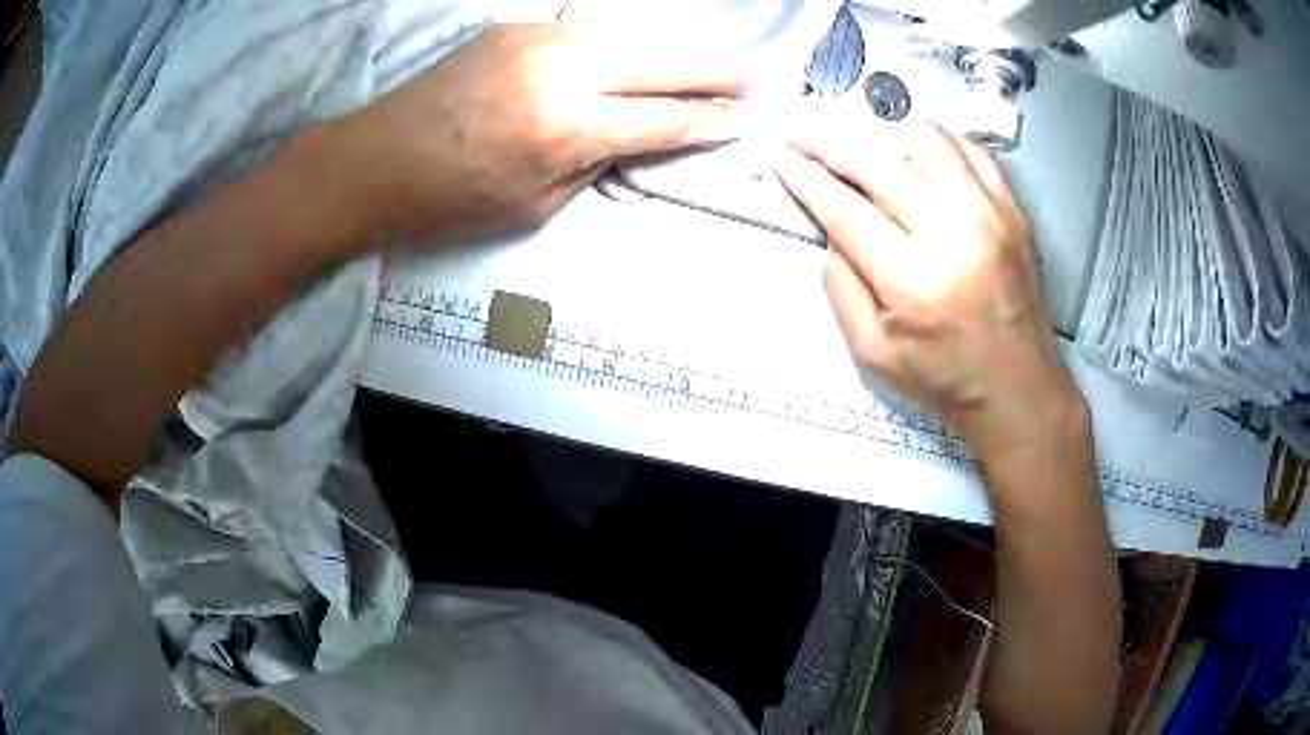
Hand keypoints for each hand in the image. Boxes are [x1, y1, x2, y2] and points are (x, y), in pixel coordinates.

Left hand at [323, 22, 745, 243]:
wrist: (376, 159)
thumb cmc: (449, 201)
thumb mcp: (532, 205)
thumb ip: (591, 164)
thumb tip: (629, 137)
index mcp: (564, 131)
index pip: (659, 120)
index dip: (704, 121)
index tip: (738, 120)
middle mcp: (559, 73)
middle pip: (659, 63)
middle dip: (711, 72)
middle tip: (747, 79)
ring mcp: (535, 41)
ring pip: (627, 36)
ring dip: (671, 50)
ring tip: (701, 64)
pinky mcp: (514, 29)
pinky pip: (585, 31)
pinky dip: (620, 43)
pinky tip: (632, 55)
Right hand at [775, 124, 1084, 460]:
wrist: (1019, 388)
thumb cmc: (944, 378)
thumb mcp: (872, 352)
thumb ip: (841, 285)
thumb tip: (831, 226)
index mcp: (914, 282)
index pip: (845, 210)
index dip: (806, 177)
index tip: (780, 155)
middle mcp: (954, 235)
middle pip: (879, 162)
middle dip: (828, 142)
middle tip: (801, 135)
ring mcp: (990, 214)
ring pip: (924, 140)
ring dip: (882, 136)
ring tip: (863, 150)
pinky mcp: (1013, 208)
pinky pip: (968, 148)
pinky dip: (934, 141)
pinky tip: (916, 155)